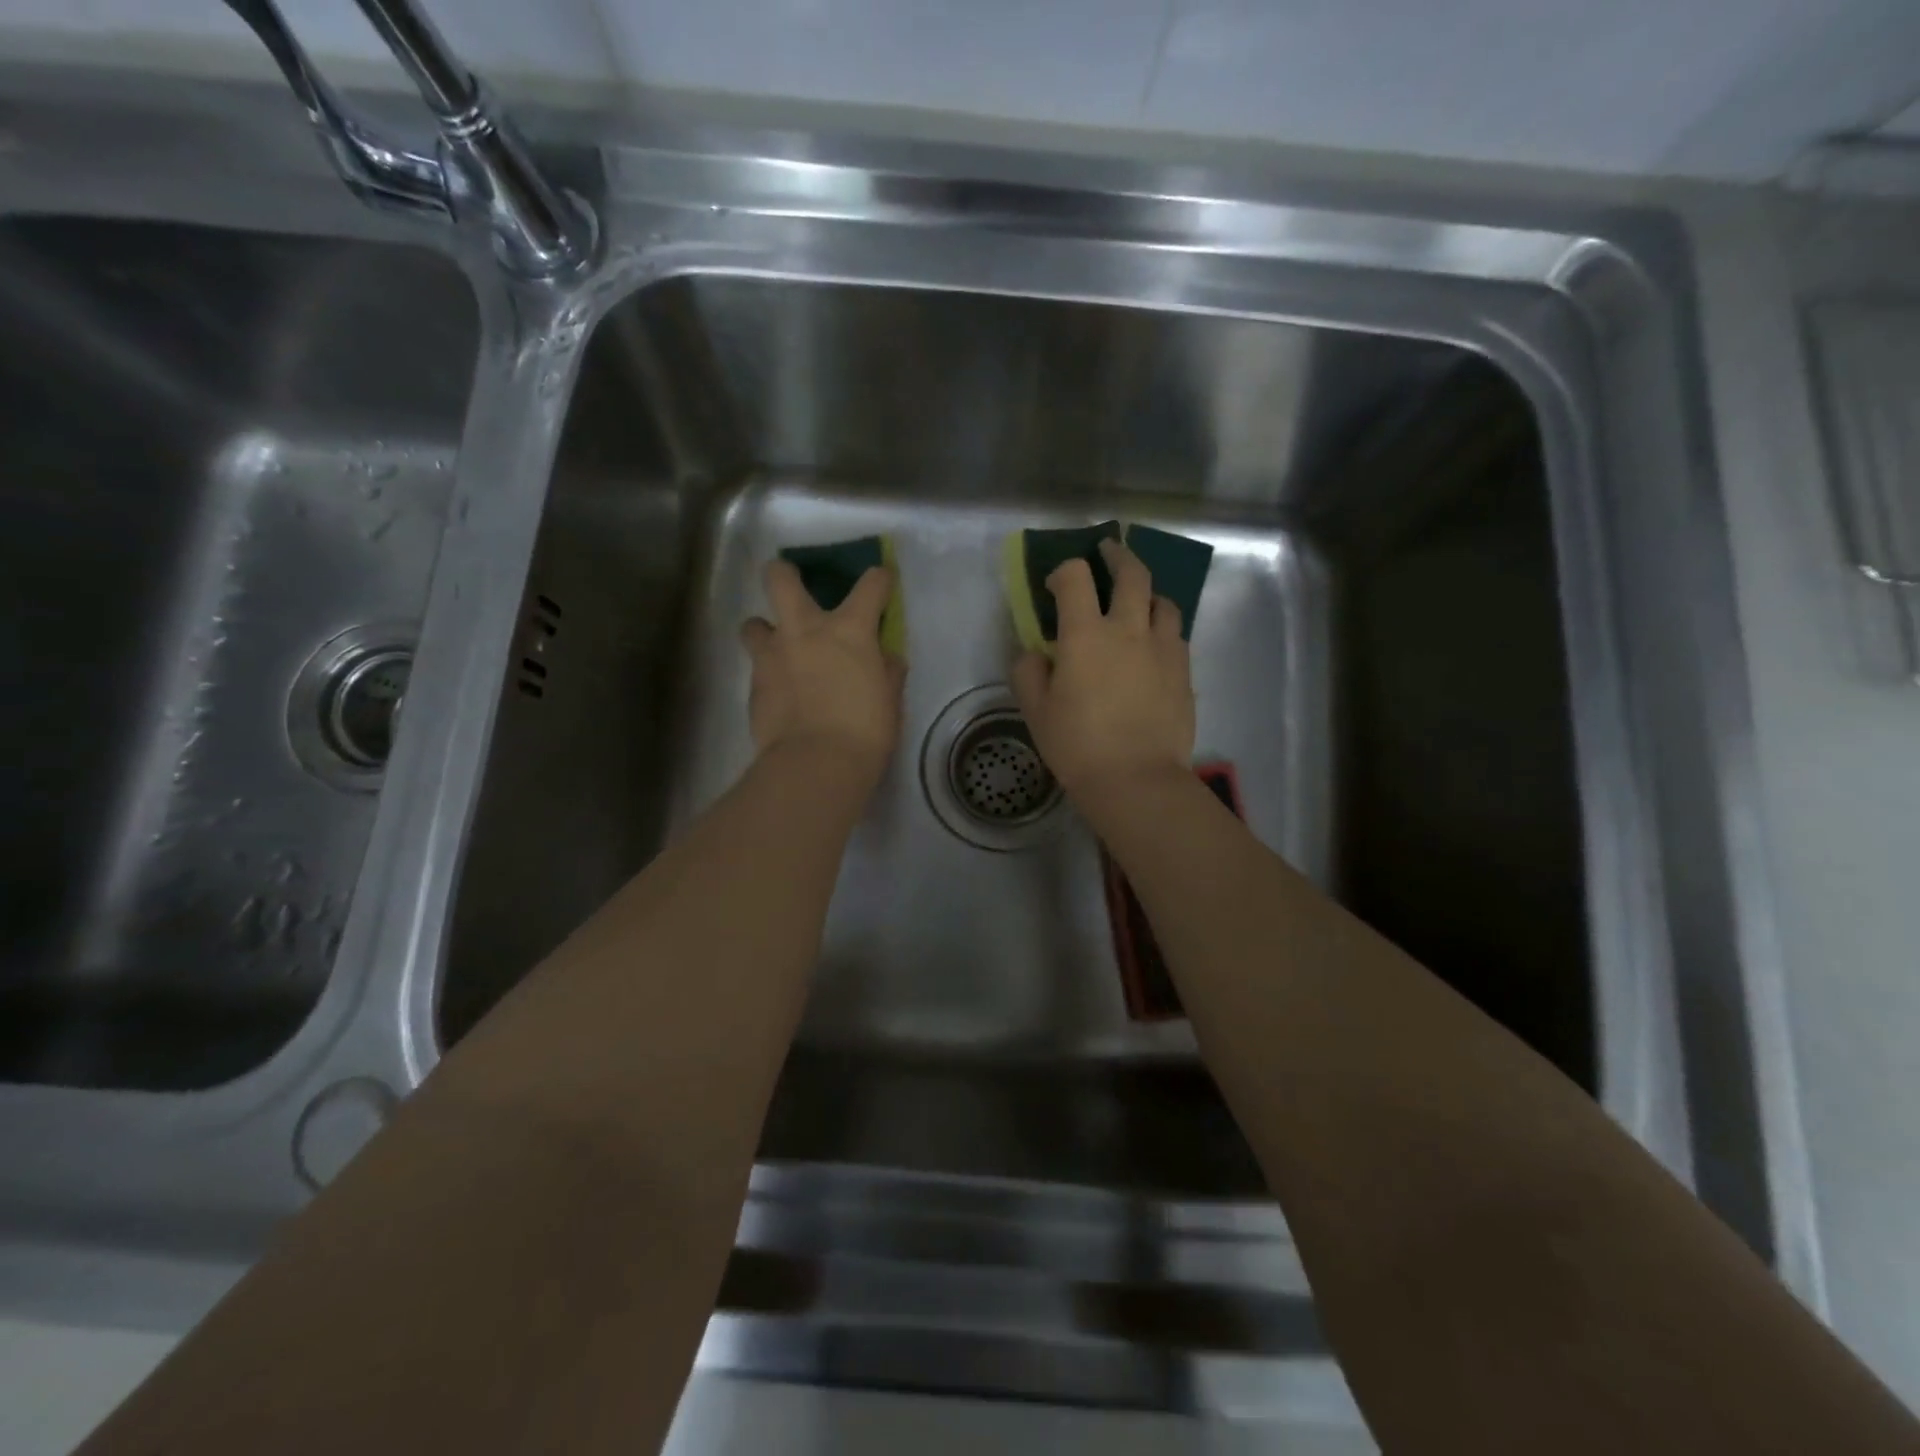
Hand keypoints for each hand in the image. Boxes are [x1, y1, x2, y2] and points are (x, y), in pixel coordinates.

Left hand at [741, 560, 905, 778]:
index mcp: (849, 630)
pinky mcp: (753, 685)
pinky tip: (781, 693)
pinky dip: (769, 673)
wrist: (815, 764)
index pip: (871, 584)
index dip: (879, 579)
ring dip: (765, 629)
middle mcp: (805, 630)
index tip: (881, 583)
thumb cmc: (866, 731)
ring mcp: (773, 655)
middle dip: (784, 573)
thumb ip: (886, 671)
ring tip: (779, 649)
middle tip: (794, 586)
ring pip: (753, 622)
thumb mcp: (890, 699)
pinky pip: (757, 666)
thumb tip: (884, 658)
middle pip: (779, 578)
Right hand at [1012, 537, 1194, 800]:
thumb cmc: (1077, 745)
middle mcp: (1129, 629)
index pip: (1075, 577)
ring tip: (1138, 601)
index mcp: (1086, 634)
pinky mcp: (1183, 671)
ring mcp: (1163, 648)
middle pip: (1132, 573)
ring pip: (1163, 601)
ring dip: (1147, 593)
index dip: (1063, 571)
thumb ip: (1028, 671)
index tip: (1055, 585)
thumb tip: (1035, 652)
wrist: (1136, 779)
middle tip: (1109, 552)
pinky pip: (1176, 635)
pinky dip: (1163, 628)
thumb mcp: (1035, 710)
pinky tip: (1154, 645)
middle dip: (1118, 555)